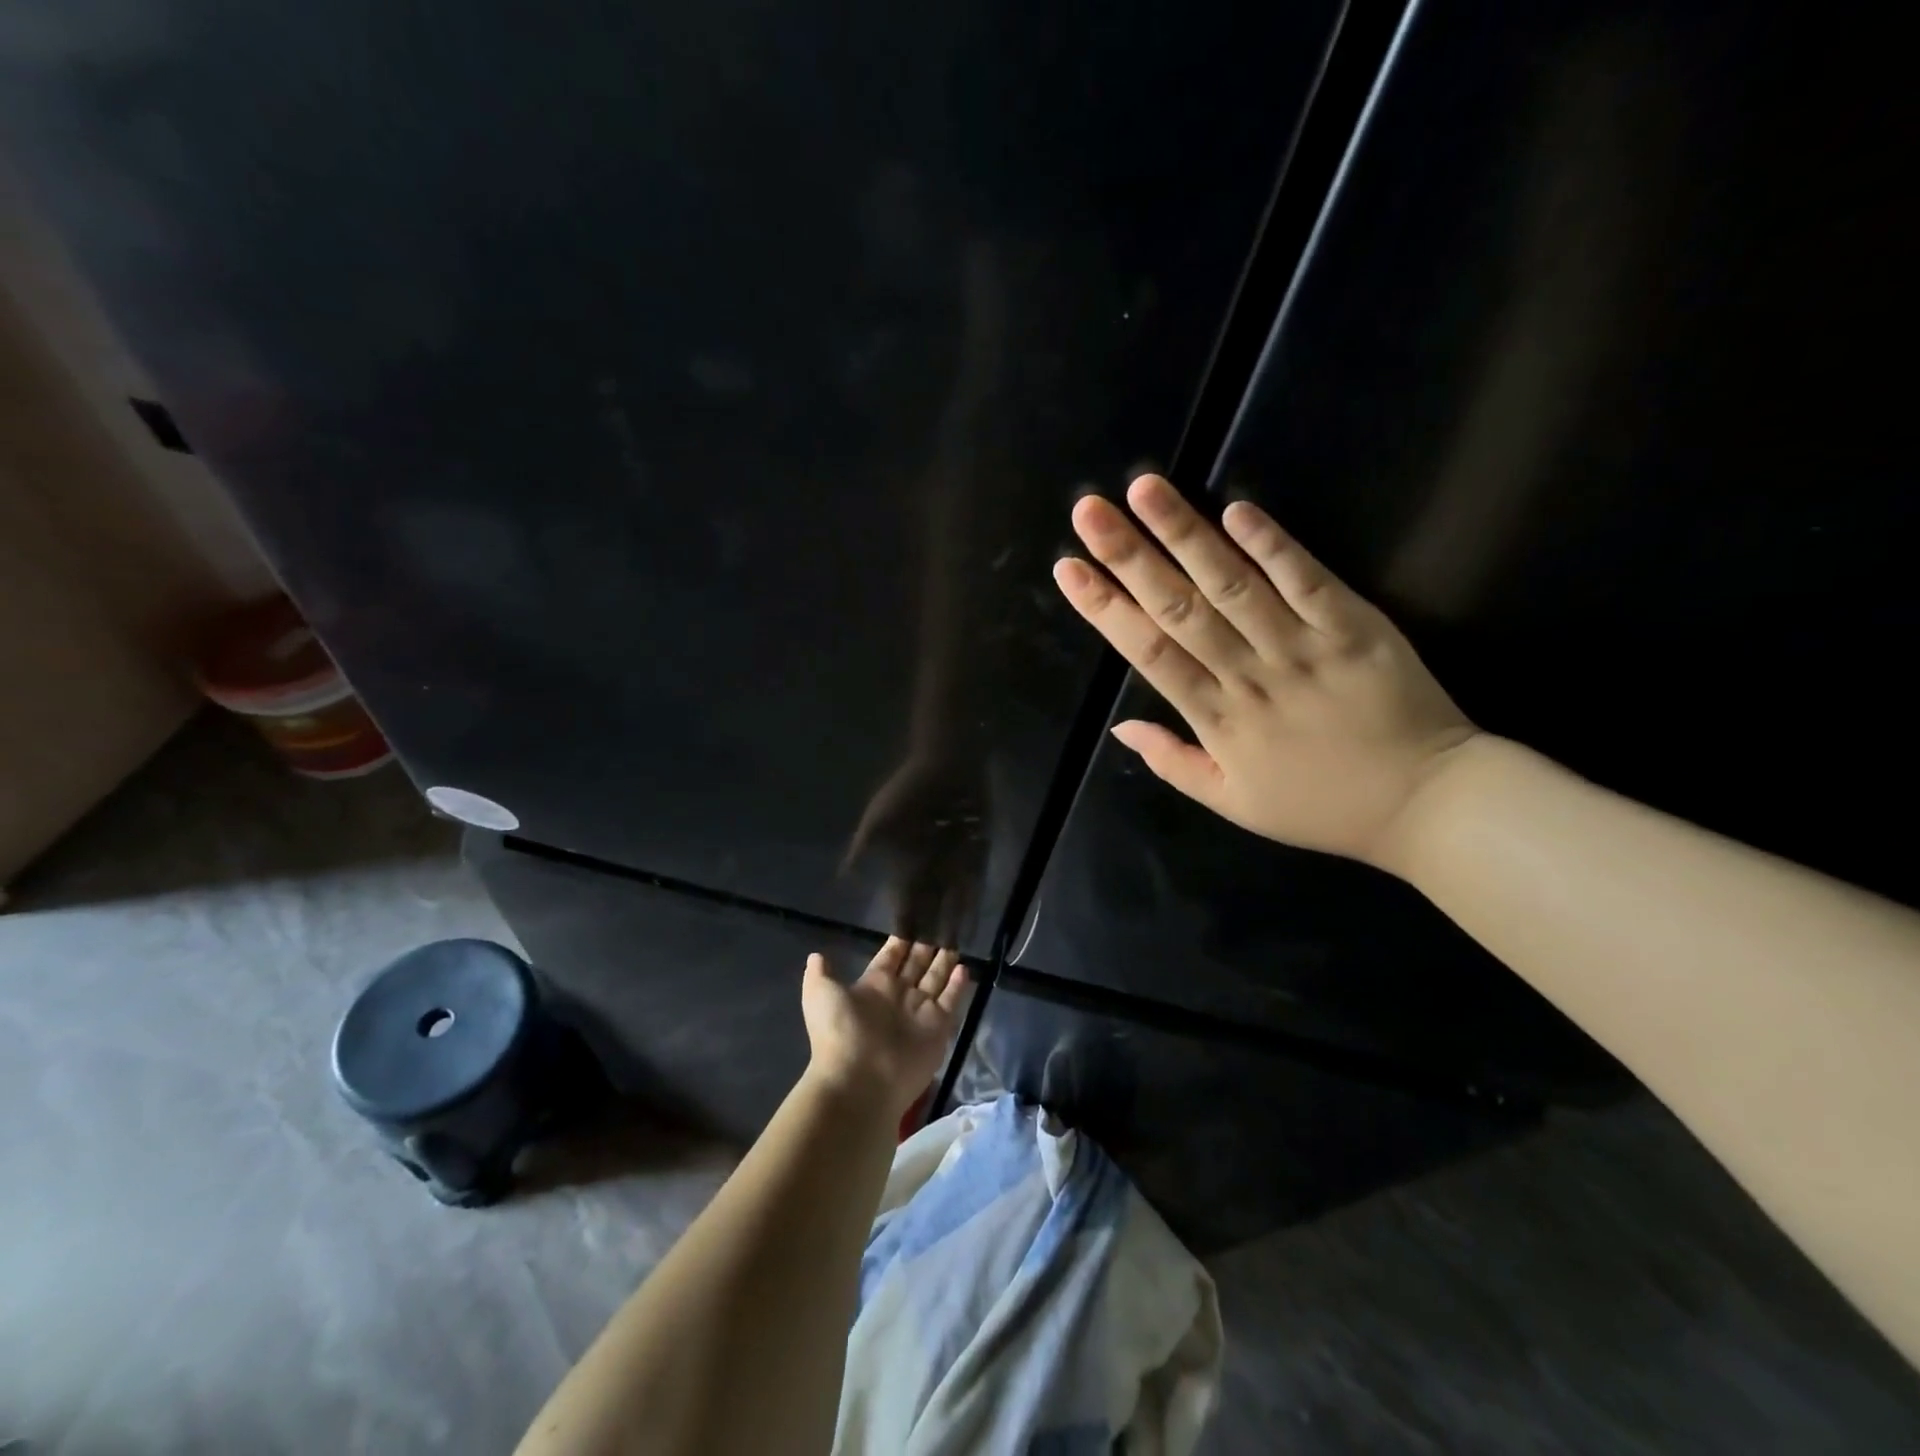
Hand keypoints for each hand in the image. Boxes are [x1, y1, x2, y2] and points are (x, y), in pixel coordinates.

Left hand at [801, 938, 968, 1115]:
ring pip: (935, 980)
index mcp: (873, 985)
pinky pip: (951, 1001)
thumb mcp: (821, 995)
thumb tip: (816, 956)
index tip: (913, 920)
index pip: (891, 957)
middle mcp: (898, 995)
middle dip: (926, 947)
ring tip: (955, 942)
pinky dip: (958, 986)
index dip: (901, 941)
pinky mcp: (938, 1027)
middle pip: (916, 965)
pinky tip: (965, 967)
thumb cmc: (839, 1032)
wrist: (860, 1080)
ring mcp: (919, 1012)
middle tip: (940, 925)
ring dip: (944, 963)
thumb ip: (820, 974)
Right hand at [842, 752, 988, 946]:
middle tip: (927, 965)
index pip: (903, 902)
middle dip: (927, 935)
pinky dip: (973, 908)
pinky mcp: (975, 857)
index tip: (898, 950)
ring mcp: (954, 865)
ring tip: (951, 958)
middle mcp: (930, 869)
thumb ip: (863, 846)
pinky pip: (975, 888)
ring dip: (951, 928)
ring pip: (952, 905)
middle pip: (929, 909)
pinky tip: (973, 929)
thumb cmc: (909, 788)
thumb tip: (841, 875)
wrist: (947, 765)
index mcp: (906, 862)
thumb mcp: (879, 816)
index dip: (902, 925)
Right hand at [1052, 474, 1479, 871]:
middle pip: (1178, 608)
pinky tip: (1237, 510)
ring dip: (1185, 535)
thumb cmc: (1321, 807)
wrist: (1426, 805)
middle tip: (1088, 511)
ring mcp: (1302, 648)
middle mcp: (1249, 677)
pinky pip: (1308, 582)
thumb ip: (1173, 763)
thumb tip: (1118, 728)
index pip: (1148, 653)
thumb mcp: (1233, 803)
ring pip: (1232, 585)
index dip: (1104, 609)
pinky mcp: (1354, 627)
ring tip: (1145, 490)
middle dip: (1128, 557)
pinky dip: (1273, 545)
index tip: (1068, 569)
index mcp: (1216, 720)